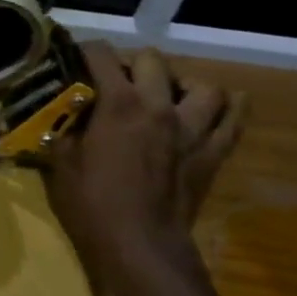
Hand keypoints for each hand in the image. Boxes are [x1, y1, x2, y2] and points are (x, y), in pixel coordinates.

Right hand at [46, 44, 243, 266]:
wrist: (140, 245)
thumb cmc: (92, 202)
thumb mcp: (62, 162)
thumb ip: (67, 130)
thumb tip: (67, 118)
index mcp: (118, 104)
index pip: (102, 56)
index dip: (86, 50)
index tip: (75, 55)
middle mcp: (159, 107)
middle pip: (153, 61)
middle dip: (132, 63)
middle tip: (118, 79)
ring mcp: (192, 130)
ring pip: (204, 86)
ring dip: (183, 85)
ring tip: (168, 95)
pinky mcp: (212, 154)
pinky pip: (234, 121)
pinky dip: (228, 108)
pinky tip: (216, 107)